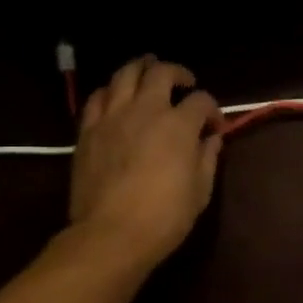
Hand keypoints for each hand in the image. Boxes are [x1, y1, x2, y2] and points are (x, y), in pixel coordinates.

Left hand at [69, 56, 223, 268]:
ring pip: (124, 74)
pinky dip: (111, 91)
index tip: (214, 126)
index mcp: (178, 125)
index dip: (212, 110)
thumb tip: (211, 138)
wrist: (112, 234)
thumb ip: (207, 157)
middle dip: (177, 73)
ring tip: (148, 71)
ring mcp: (113, 117)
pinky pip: (97, 97)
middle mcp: (146, 110)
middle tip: (184, 82)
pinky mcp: (88, 130)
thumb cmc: (165, 216)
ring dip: (141, 68)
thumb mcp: (200, 190)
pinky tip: (116, 97)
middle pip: (161, 73)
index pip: (201, 101)